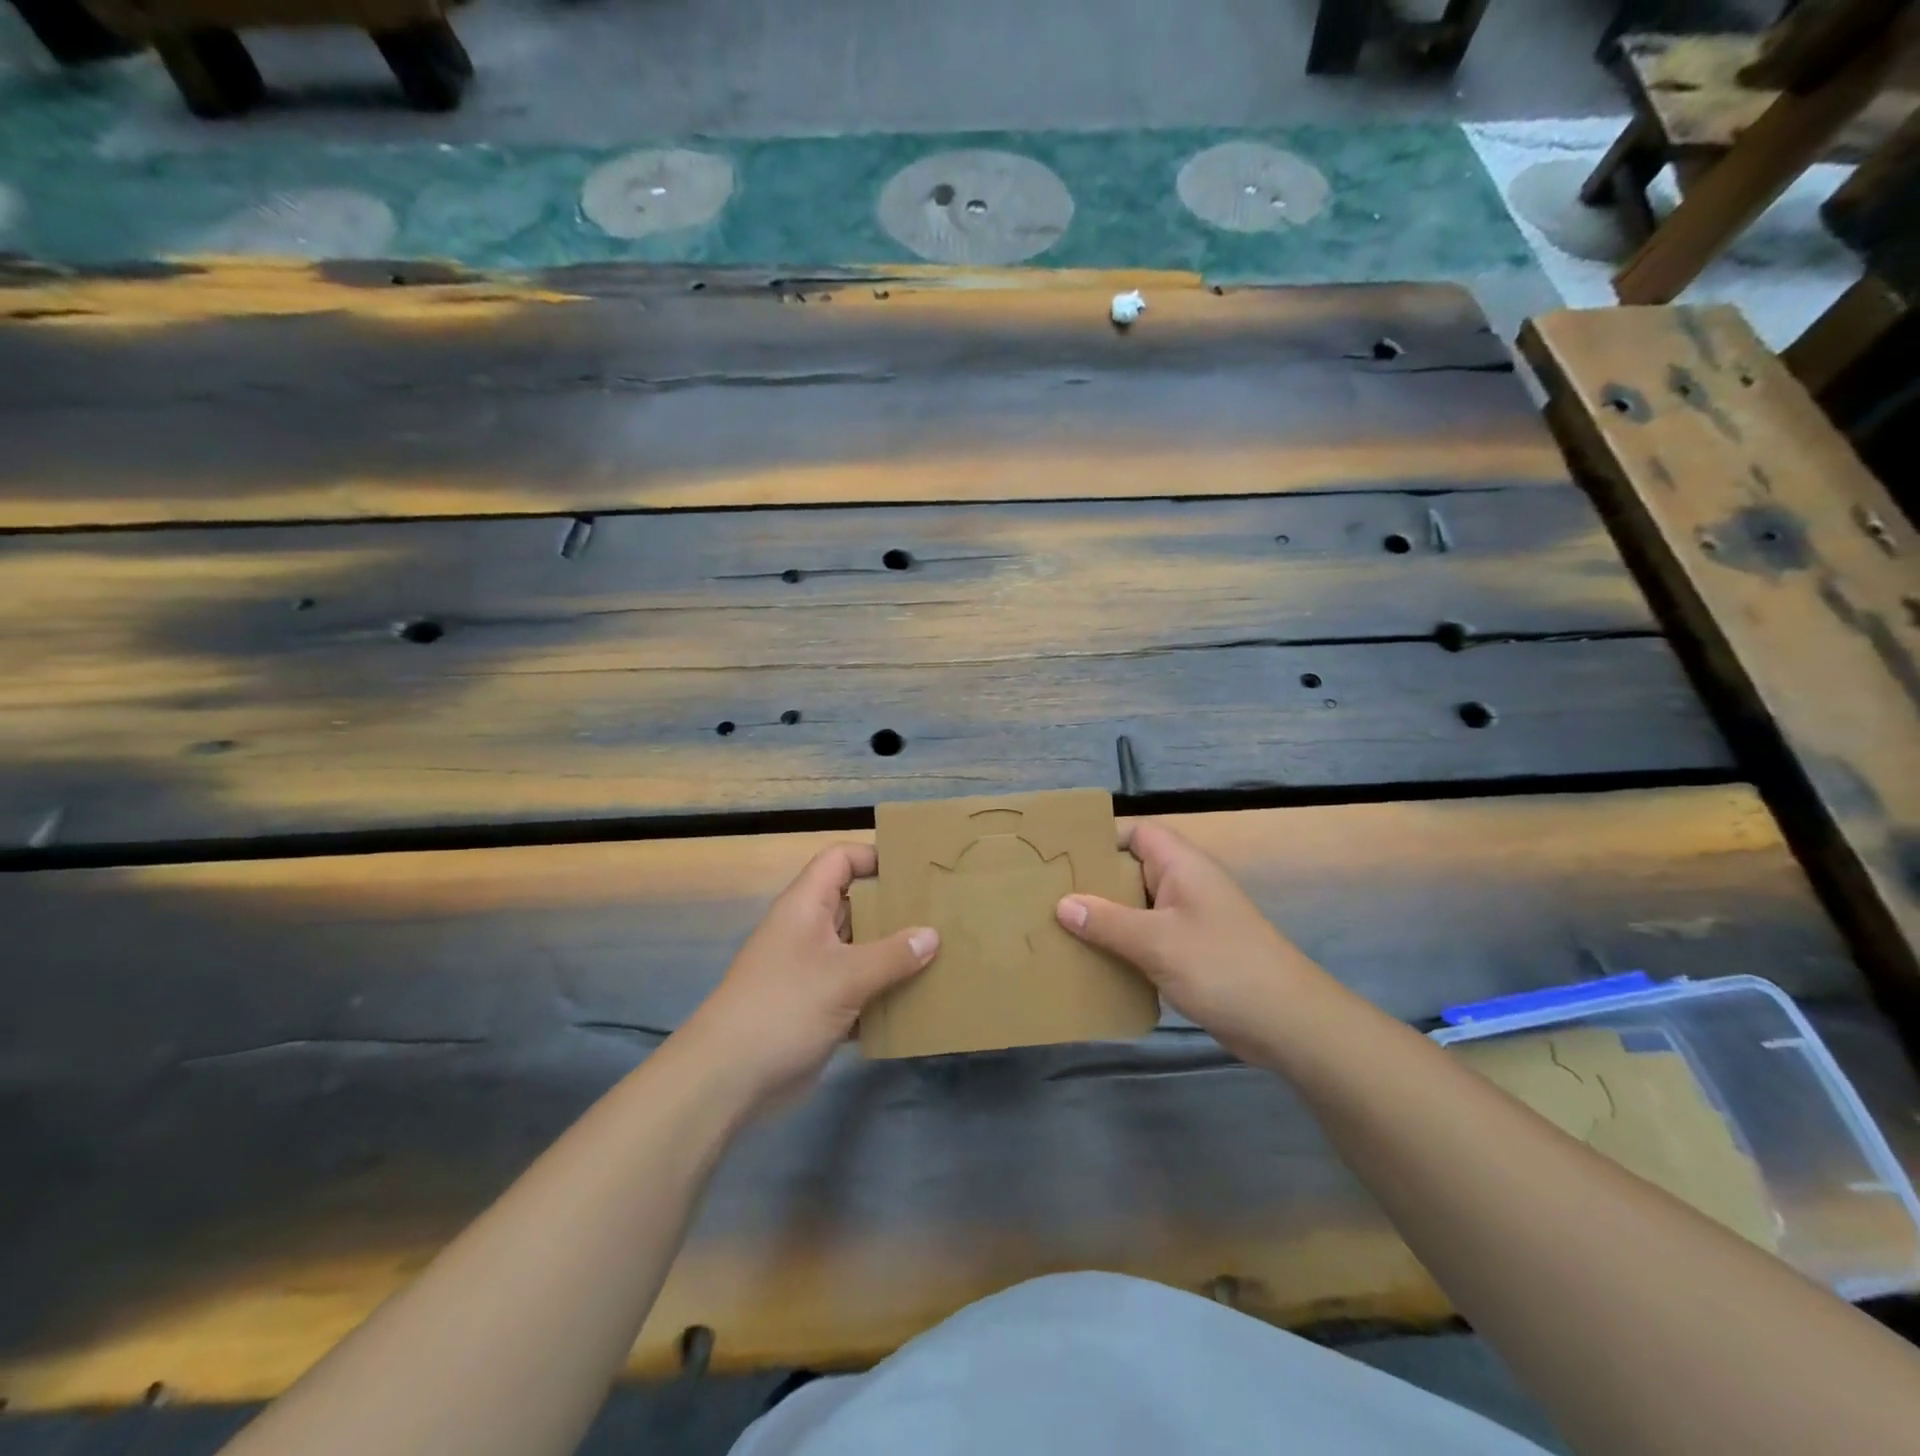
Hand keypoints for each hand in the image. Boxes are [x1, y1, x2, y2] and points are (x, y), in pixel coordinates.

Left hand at [682, 843, 936, 1111]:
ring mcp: (811, 970)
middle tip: (940, 913)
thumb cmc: (785, 1007)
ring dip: (893, 955)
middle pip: (855, 904)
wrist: (728, 1078)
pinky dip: (881, 993)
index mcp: (805, 906)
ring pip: (859, 949)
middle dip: (894, 909)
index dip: (873, 856)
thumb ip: (893, 955)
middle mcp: (808, 931)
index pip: (839, 860)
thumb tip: (932, 935)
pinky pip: (857, 989)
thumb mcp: (845, 976)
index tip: (914, 869)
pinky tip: (916, 1001)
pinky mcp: (816, 1007)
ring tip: (940, 955)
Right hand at [1055, 820, 1328, 1057]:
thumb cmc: (1222, 967)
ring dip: (1105, 919)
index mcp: (1181, 866)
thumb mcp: (1157, 941)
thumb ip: (1107, 922)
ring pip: (1136, 908)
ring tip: (1058, 928)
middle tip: (1047, 895)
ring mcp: (1189, 920)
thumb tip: (1062, 904)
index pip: (1136, 833)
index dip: (1101, 839)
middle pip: (1131, 871)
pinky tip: (1093, 962)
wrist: (1287, 1024)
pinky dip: (1122, 946)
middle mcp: (1184, 885)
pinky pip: (1147, 938)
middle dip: (1093, 883)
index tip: (1061, 856)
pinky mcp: (1190, 952)